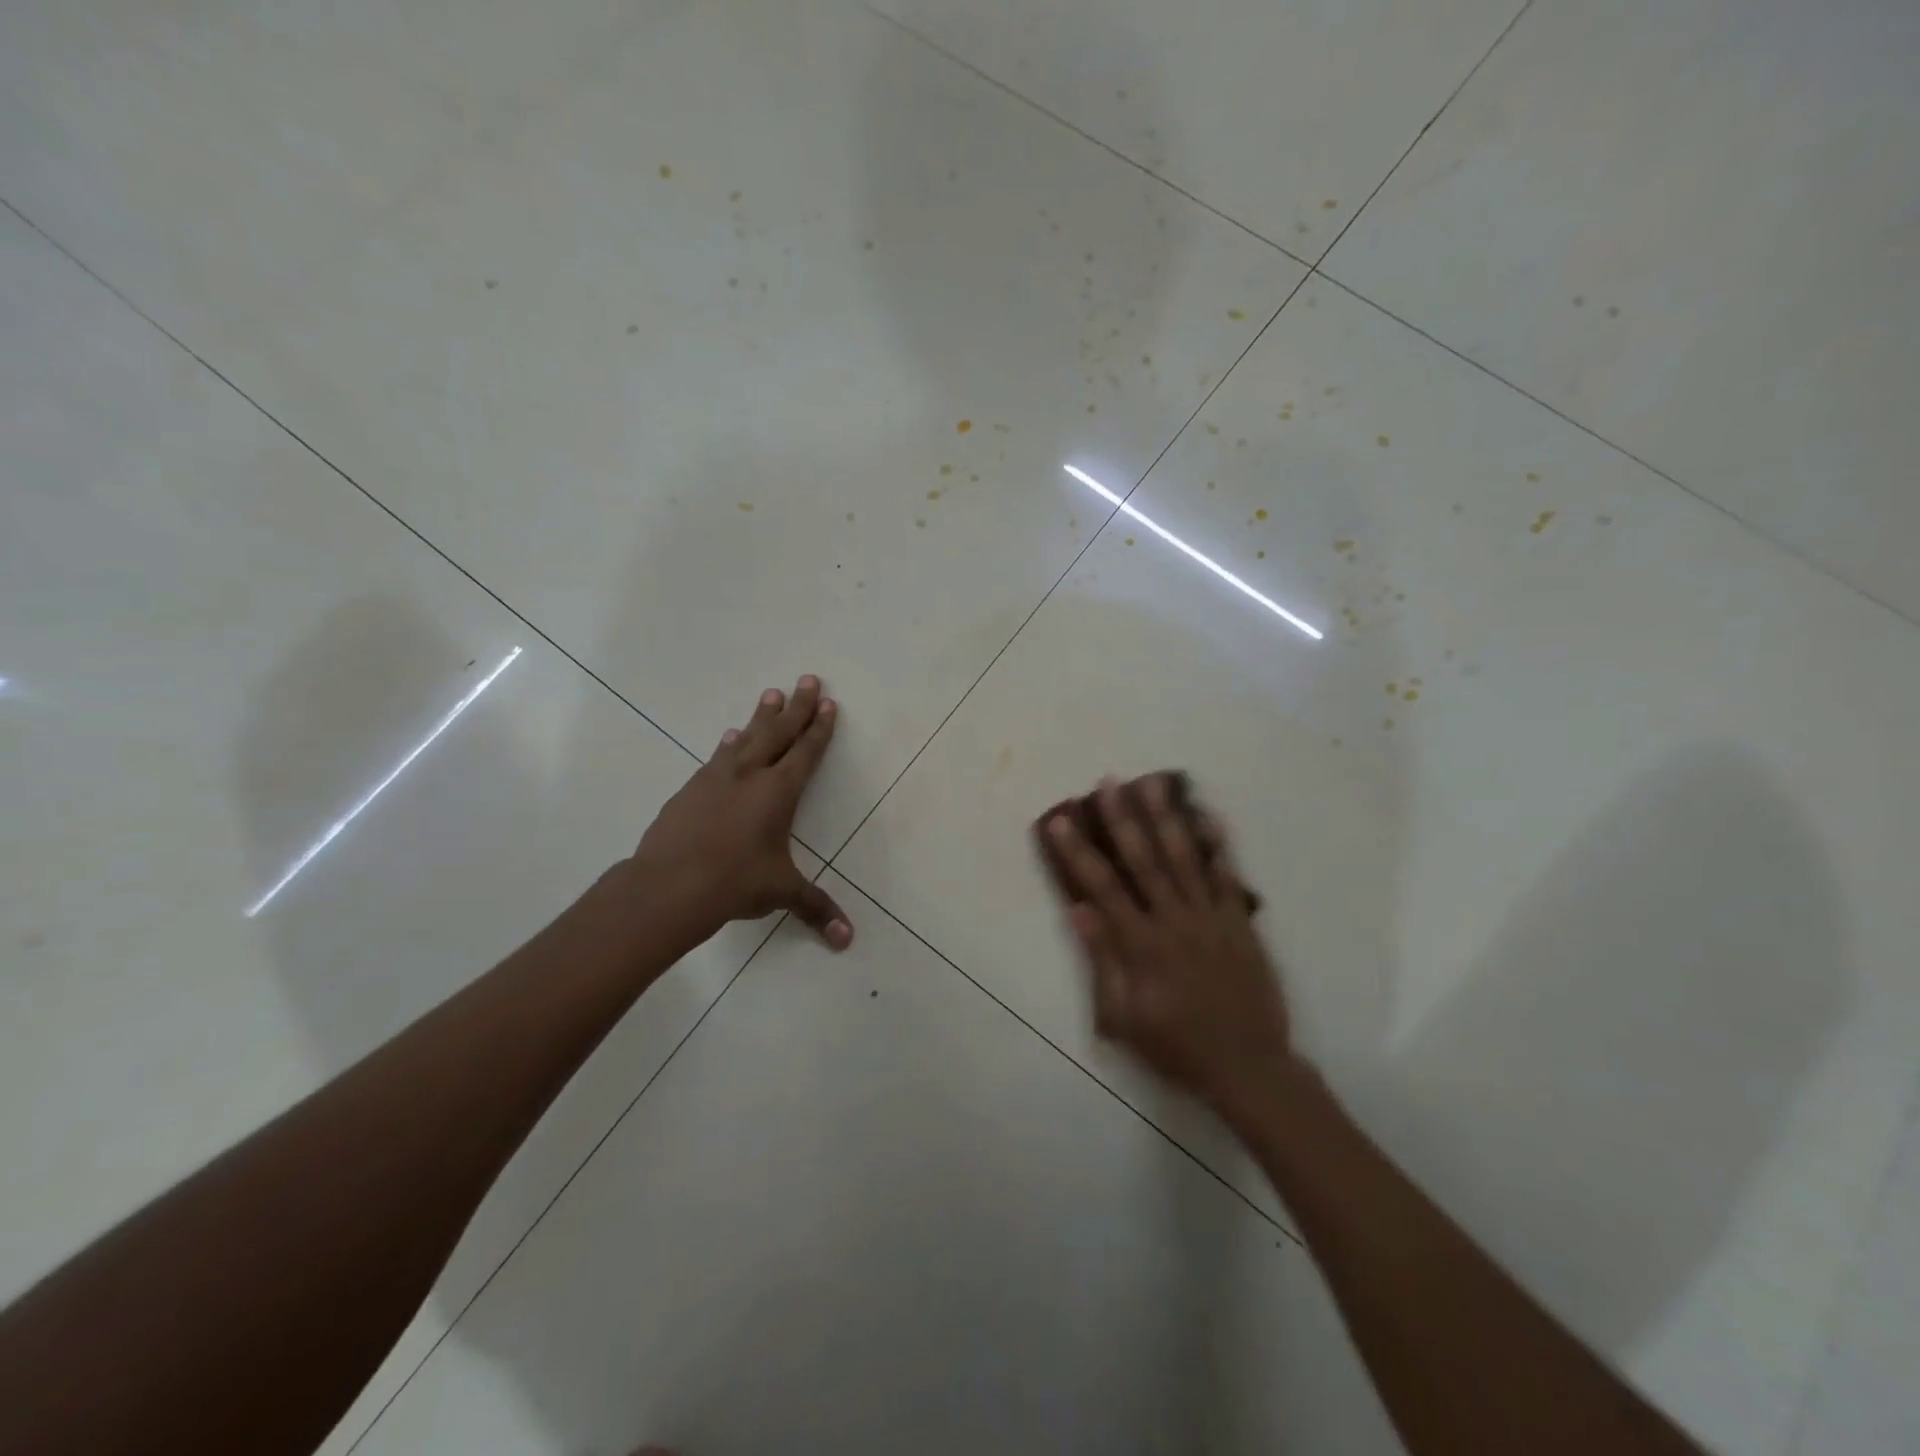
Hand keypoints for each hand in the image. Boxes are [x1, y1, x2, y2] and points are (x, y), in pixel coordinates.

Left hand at [628, 675, 851, 950]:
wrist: (668, 886)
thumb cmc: (735, 883)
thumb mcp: (781, 892)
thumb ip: (816, 908)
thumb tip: (848, 940)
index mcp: (779, 792)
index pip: (806, 752)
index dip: (819, 728)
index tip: (828, 704)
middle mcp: (749, 775)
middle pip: (779, 732)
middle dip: (797, 706)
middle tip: (808, 679)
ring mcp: (716, 778)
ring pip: (746, 738)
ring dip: (762, 716)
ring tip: (771, 695)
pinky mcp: (690, 789)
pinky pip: (717, 757)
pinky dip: (729, 744)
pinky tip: (728, 737)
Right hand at [1041, 775, 1291, 1124]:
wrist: (1248, 1067)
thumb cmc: (1177, 1047)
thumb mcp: (1124, 1018)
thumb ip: (1103, 960)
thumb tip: (1079, 910)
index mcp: (1142, 945)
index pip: (1103, 887)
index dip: (1078, 852)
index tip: (1061, 820)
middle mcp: (1175, 920)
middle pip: (1145, 860)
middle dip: (1123, 819)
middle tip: (1109, 782)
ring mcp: (1210, 918)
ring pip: (1185, 858)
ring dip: (1166, 818)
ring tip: (1153, 783)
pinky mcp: (1238, 922)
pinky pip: (1227, 877)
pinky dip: (1218, 845)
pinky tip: (1208, 815)